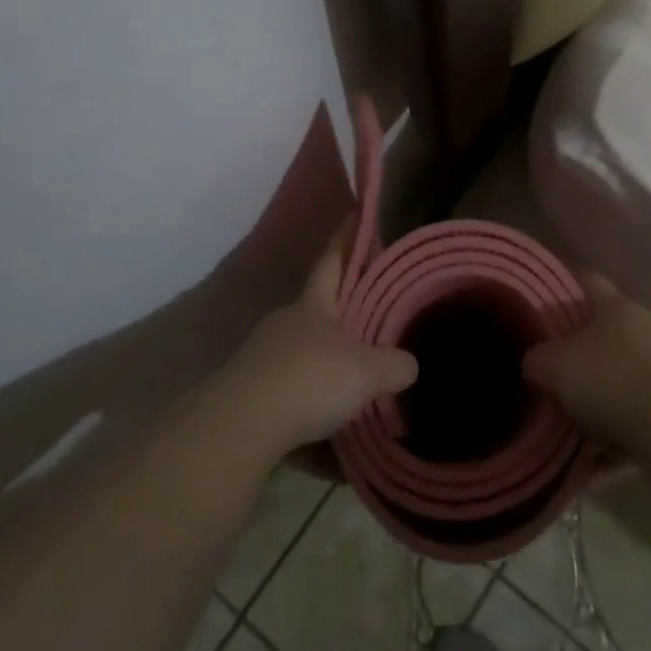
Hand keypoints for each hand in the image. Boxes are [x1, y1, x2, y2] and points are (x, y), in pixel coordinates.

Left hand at [220, 228, 418, 457]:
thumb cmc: (310, 380)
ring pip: (302, 354)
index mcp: (313, 306)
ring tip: (353, 386)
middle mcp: (285, 324)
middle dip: (341, 313)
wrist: (241, 426)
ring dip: (325, 366)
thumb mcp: (367, 372)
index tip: (354, 215)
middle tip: (371, 319)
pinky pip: (290, 396)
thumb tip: (409, 365)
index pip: (332, 261)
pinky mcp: (249, 394)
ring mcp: (262, 359)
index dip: (345, 239)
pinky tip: (328, 435)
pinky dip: (310, 409)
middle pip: (317, 310)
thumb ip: (394, 365)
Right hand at [523, 274, 650, 450]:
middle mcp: (645, 330)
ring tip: (565, 430)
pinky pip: (635, 425)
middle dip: (577, 355)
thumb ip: (537, 360)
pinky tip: (590, 469)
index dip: (564, 284)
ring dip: (595, 406)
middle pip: (604, 335)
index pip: (587, 280)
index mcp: (617, 307)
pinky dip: (613, 445)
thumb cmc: (612, 379)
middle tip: (548, 372)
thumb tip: (533, 364)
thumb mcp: (555, 366)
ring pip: (620, 383)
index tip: (542, 298)